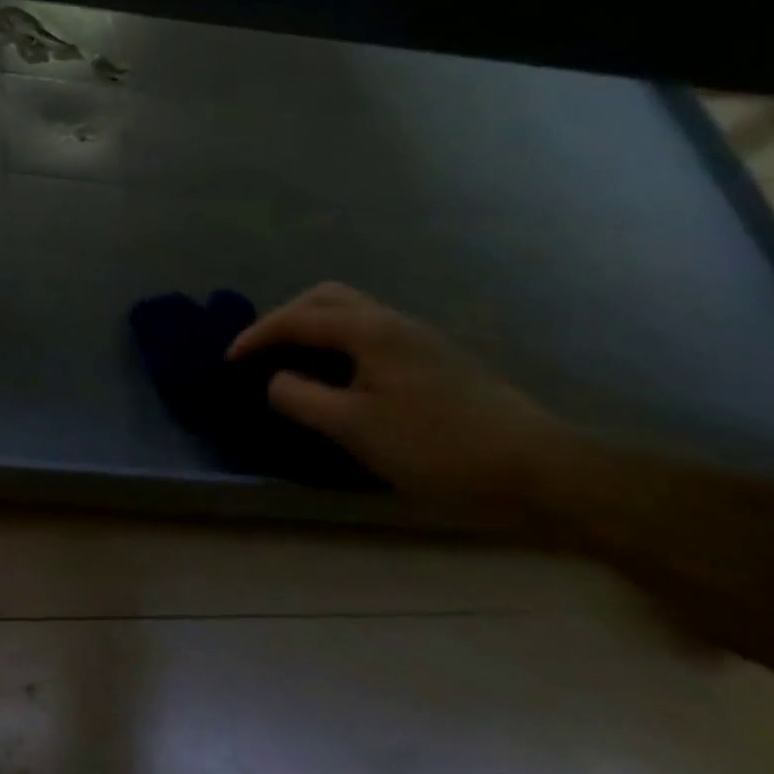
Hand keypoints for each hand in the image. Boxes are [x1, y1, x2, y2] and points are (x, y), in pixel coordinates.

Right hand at [227, 282, 573, 516]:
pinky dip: (339, 345)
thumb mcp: (355, 428)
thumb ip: (301, 397)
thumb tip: (275, 381)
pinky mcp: (437, 363)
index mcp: (370, 330)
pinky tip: (340, 380)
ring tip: (294, 364)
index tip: (228, 361)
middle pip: (326, 299)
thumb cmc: (440, 448)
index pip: (296, 319)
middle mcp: (393, 323)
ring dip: (314, 329)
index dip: (256, 336)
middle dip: (285, 318)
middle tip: (262, 352)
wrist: (545, 475)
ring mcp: (420, 341)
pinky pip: (371, 336)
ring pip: (352, 314)